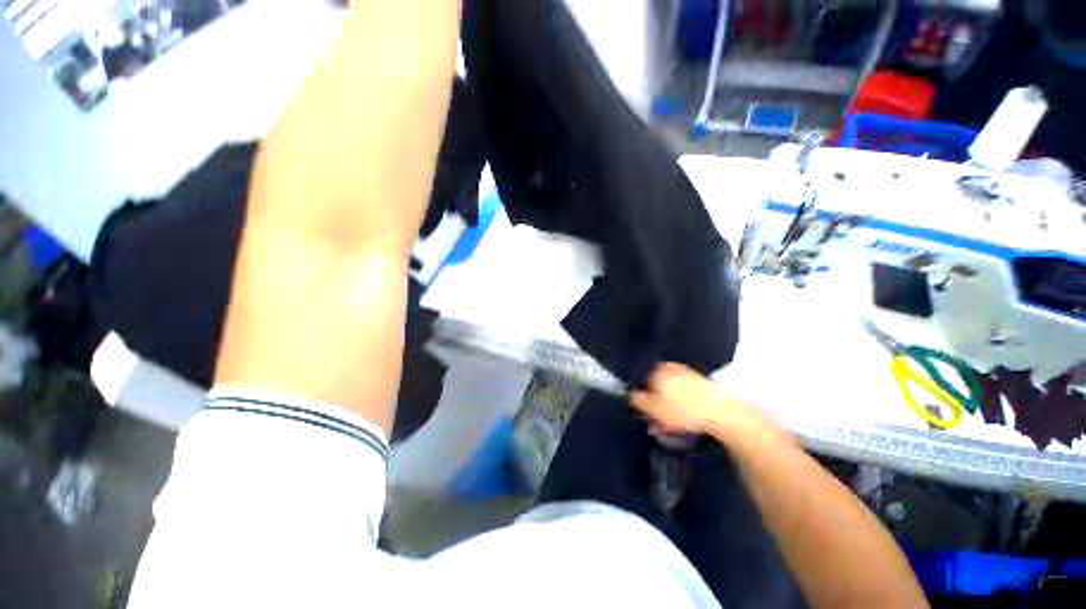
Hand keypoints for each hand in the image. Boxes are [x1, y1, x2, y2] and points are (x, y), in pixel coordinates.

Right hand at [630, 363, 774, 442]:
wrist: (723, 413)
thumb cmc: (682, 409)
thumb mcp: (652, 408)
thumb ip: (636, 400)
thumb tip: (630, 394)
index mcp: (657, 370)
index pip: (639, 379)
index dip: (638, 396)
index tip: (640, 411)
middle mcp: (670, 368)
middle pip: (654, 387)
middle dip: (652, 406)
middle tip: (653, 423)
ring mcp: (686, 375)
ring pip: (668, 393)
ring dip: (665, 410)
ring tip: (667, 428)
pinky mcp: (700, 385)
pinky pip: (682, 396)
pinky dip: (678, 407)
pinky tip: (680, 423)